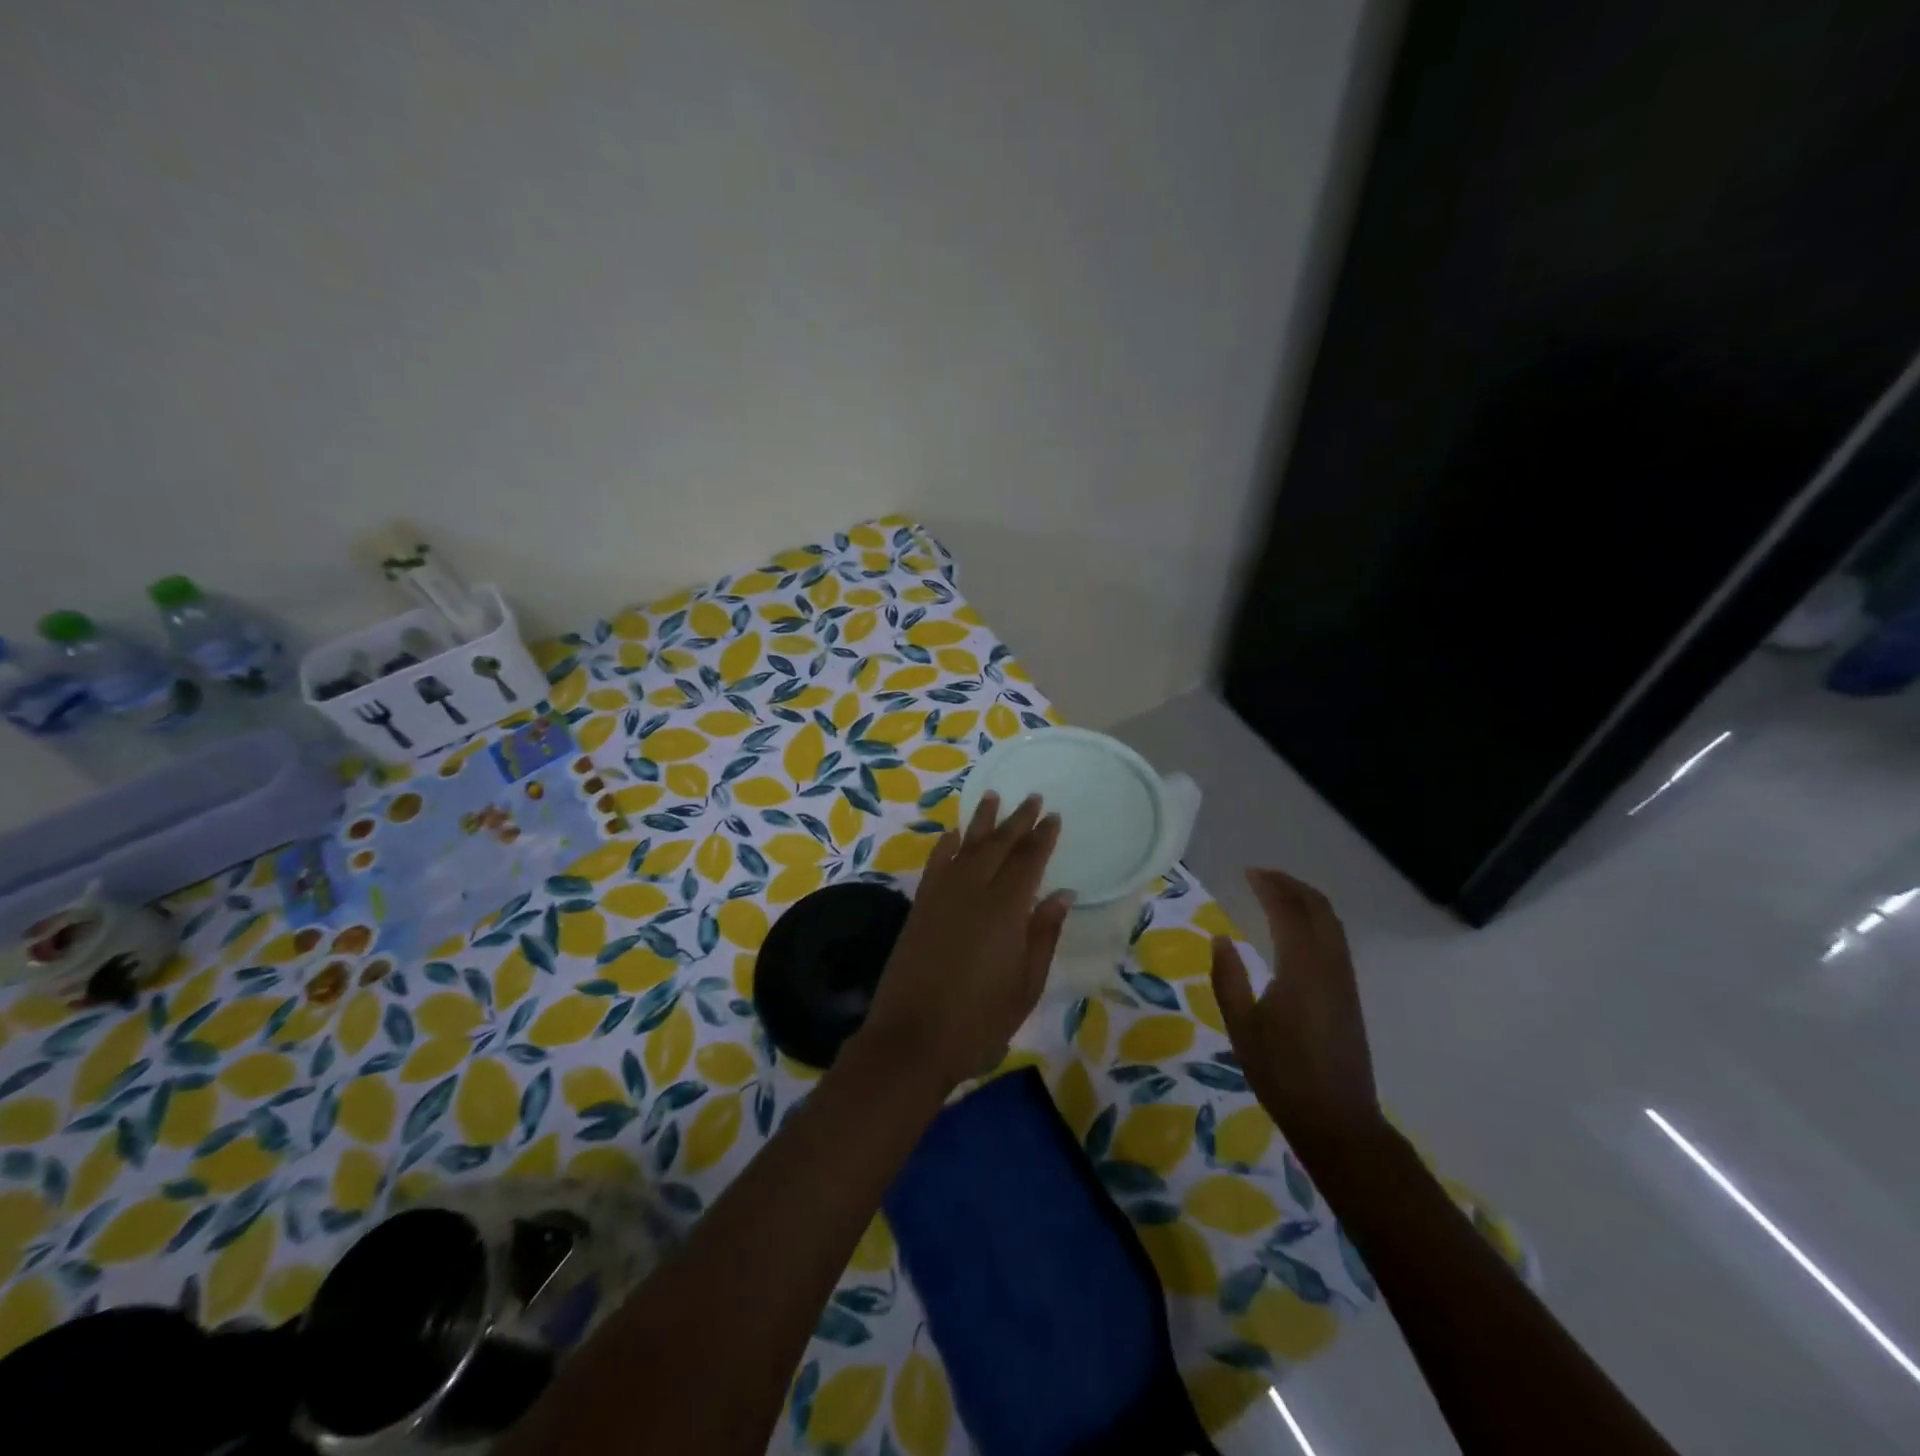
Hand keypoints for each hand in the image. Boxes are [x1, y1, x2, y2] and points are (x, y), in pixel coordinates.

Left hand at [855, 792, 1072, 1090]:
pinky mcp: (920, 906)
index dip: (1042, 837)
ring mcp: (942, 896)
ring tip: (992, 797)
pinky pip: (935, 864)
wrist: (912, 1039)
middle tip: (1032, 798)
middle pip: (998, 845)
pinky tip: (953, 835)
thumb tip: (1061, 894)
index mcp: (1006, 910)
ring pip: (966, 846)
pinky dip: (945, 846)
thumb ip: (1043, 935)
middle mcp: (973, 891)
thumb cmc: (979, 1020)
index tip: (1053, 816)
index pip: (1028, 861)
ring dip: (981, 821)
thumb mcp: (1025, 985)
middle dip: (1017, 820)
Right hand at [1210, 868, 1385, 1165]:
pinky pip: (1336, 942)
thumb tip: (1221, 939)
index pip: (1289, 912)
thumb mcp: (1241, 1026)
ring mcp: (1345, 981)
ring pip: (1332, 925)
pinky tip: (1298, 930)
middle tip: (1263, 876)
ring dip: (1307, 901)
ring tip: (1279, 894)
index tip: (1248, 872)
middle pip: (1319, 910)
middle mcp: (1329, 966)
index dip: (1271, 887)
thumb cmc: (1281, 1073)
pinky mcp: (1349, 995)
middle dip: (1293, 886)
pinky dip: (1317, 922)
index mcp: (1302, 969)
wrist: (1336, 1119)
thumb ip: (1228, 978)